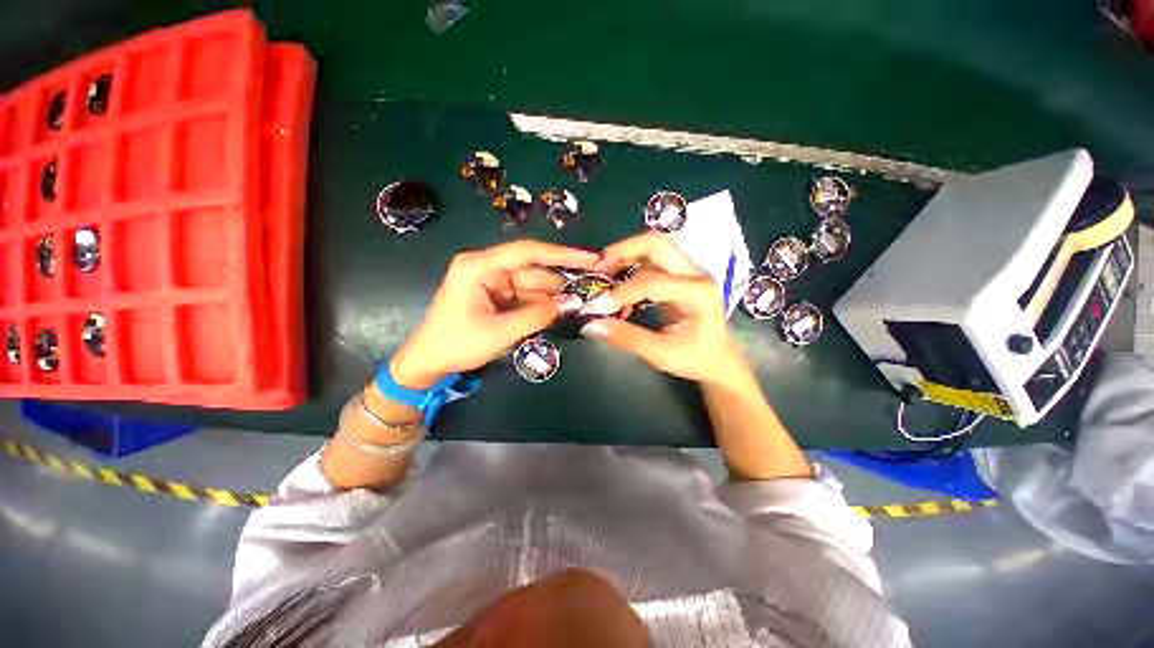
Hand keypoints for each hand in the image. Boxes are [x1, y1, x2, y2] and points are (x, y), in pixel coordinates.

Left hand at [392, 240, 597, 387]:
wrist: (429, 362)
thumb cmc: (457, 344)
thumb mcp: (501, 332)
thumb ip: (538, 315)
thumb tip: (571, 304)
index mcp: (480, 266)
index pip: (527, 252)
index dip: (561, 254)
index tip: (589, 257)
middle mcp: (487, 267)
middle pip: (532, 270)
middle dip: (560, 282)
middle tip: (591, 289)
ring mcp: (492, 281)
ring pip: (531, 284)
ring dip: (553, 295)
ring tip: (581, 303)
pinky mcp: (496, 295)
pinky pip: (525, 295)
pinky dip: (542, 304)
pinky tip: (561, 310)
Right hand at [581, 234, 749, 385]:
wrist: (719, 360)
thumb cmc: (696, 358)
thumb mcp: (661, 353)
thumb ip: (627, 337)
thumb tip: (592, 324)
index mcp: (698, 293)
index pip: (652, 282)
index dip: (622, 292)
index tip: (600, 305)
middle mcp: (696, 274)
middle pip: (658, 244)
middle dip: (624, 250)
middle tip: (599, 266)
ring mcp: (689, 271)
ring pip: (655, 246)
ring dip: (627, 253)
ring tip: (605, 270)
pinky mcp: (681, 275)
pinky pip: (654, 259)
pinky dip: (633, 263)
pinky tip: (620, 282)